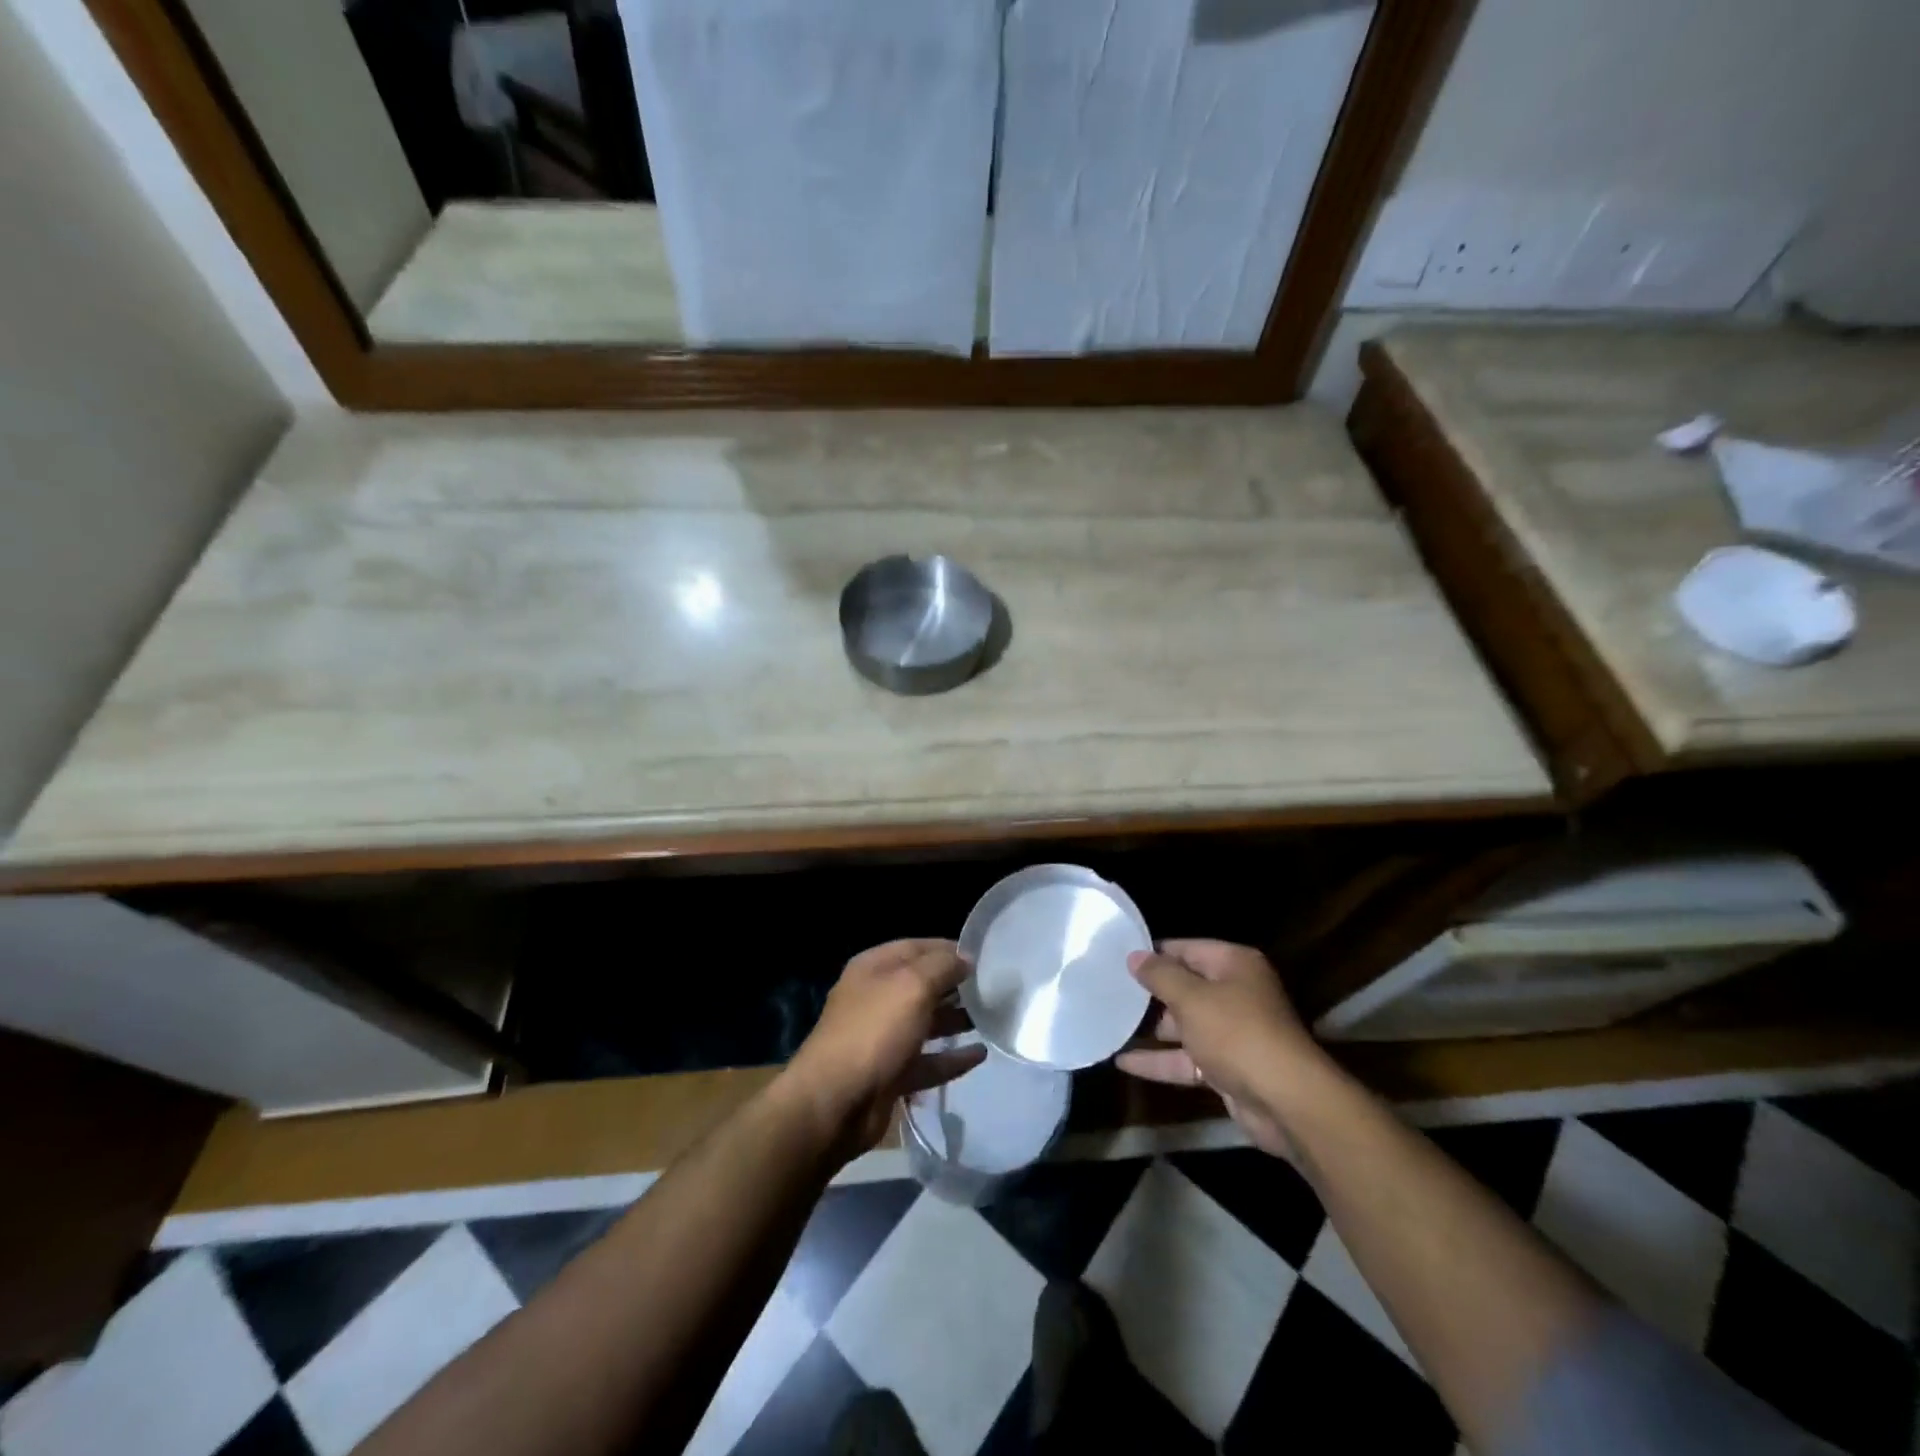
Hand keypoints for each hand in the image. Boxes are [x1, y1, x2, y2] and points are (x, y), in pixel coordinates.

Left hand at [782, 939, 986, 1155]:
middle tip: (994, 989)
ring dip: (956, 1020)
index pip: (916, 947)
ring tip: (992, 1019)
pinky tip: (980, 1055)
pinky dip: (952, 1058)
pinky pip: (928, 1061)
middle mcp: (877, 998)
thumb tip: (965, 959)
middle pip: (922, 985)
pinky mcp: (891, 1074)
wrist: (835, 1102)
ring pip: (926, 1023)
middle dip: (956, 985)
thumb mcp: (912, 986)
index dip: (949, 949)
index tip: (984, 956)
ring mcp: (883, 1038)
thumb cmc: (874, 1031)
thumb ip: (943, 967)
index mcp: (874, 969)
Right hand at [1116, 940, 1327, 1157]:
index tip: (1117, 956)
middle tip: (1108, 989)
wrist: (1285, 1102)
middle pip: (1185, 986)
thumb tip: (1134, 955)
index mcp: (1234, 965)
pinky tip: (1123, 1063)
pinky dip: (1159, 1060)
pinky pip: (1186, 1059)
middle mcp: (1236, 994)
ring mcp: (1232, 1033)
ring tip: (1109, 1022)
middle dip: (1149, 992)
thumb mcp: (1191, 998)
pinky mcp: (1226, 1068)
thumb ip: (1160, 976)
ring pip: (1184, 1025)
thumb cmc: (1237, 1034)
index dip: (1153, 953)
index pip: (1186, 949)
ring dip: (1151, 1028)